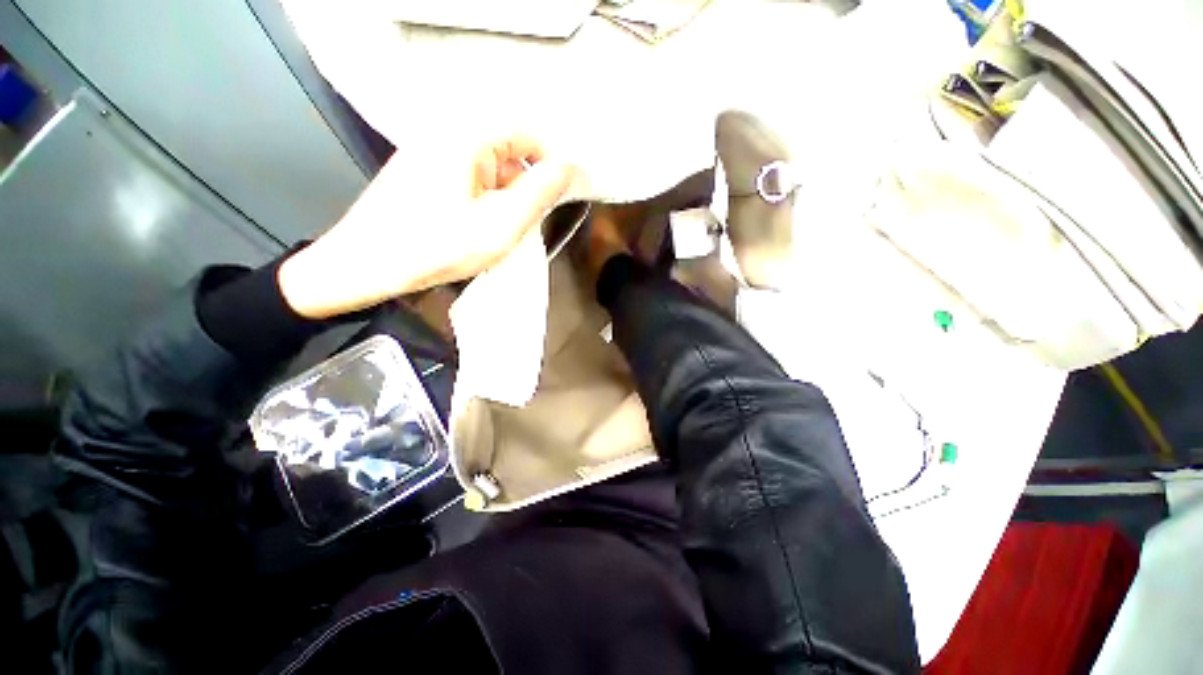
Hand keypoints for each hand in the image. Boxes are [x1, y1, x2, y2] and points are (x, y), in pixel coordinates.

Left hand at [279, 135, 583, 318]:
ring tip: (496, 234)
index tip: (556, 202)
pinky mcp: (423, 173)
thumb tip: (571, 168)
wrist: (364, 265)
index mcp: (467, 137)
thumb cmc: (436, 246)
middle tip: (522, 227)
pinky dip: (483, 202)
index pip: (527, 134)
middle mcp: (447, 133)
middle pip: (507, 152)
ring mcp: (432, 153)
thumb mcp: (500, 224)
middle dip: (524, 188)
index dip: (549, 165)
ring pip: (489, 169)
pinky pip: (469, 180)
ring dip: (503, 199)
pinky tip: (474, 229)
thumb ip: (540, 193)